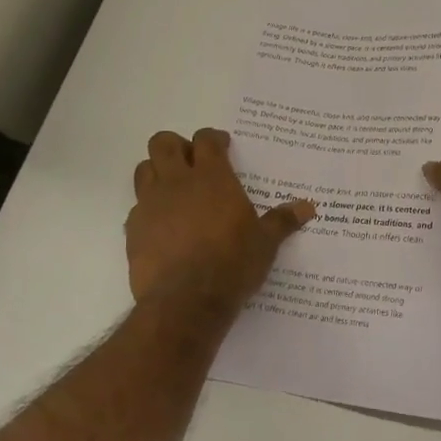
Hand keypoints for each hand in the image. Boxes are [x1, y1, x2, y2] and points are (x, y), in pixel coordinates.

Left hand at [126, 129, 314, 305]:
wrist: (186, 301)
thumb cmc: (232, 263)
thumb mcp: (265, 243)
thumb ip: (282, 221)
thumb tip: (308, 207)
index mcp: (212, 178)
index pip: (206, 140)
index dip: (213, 139)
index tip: (223, 146)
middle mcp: (177, 183)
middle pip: (163, 143)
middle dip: (176, 146)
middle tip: (192, 162)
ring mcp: (150, 205)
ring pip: (144, 170)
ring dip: (157, 172)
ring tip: (175, 190)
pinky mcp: (132, 231)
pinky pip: (136, 208)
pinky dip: (148, 209)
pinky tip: (163, 226)